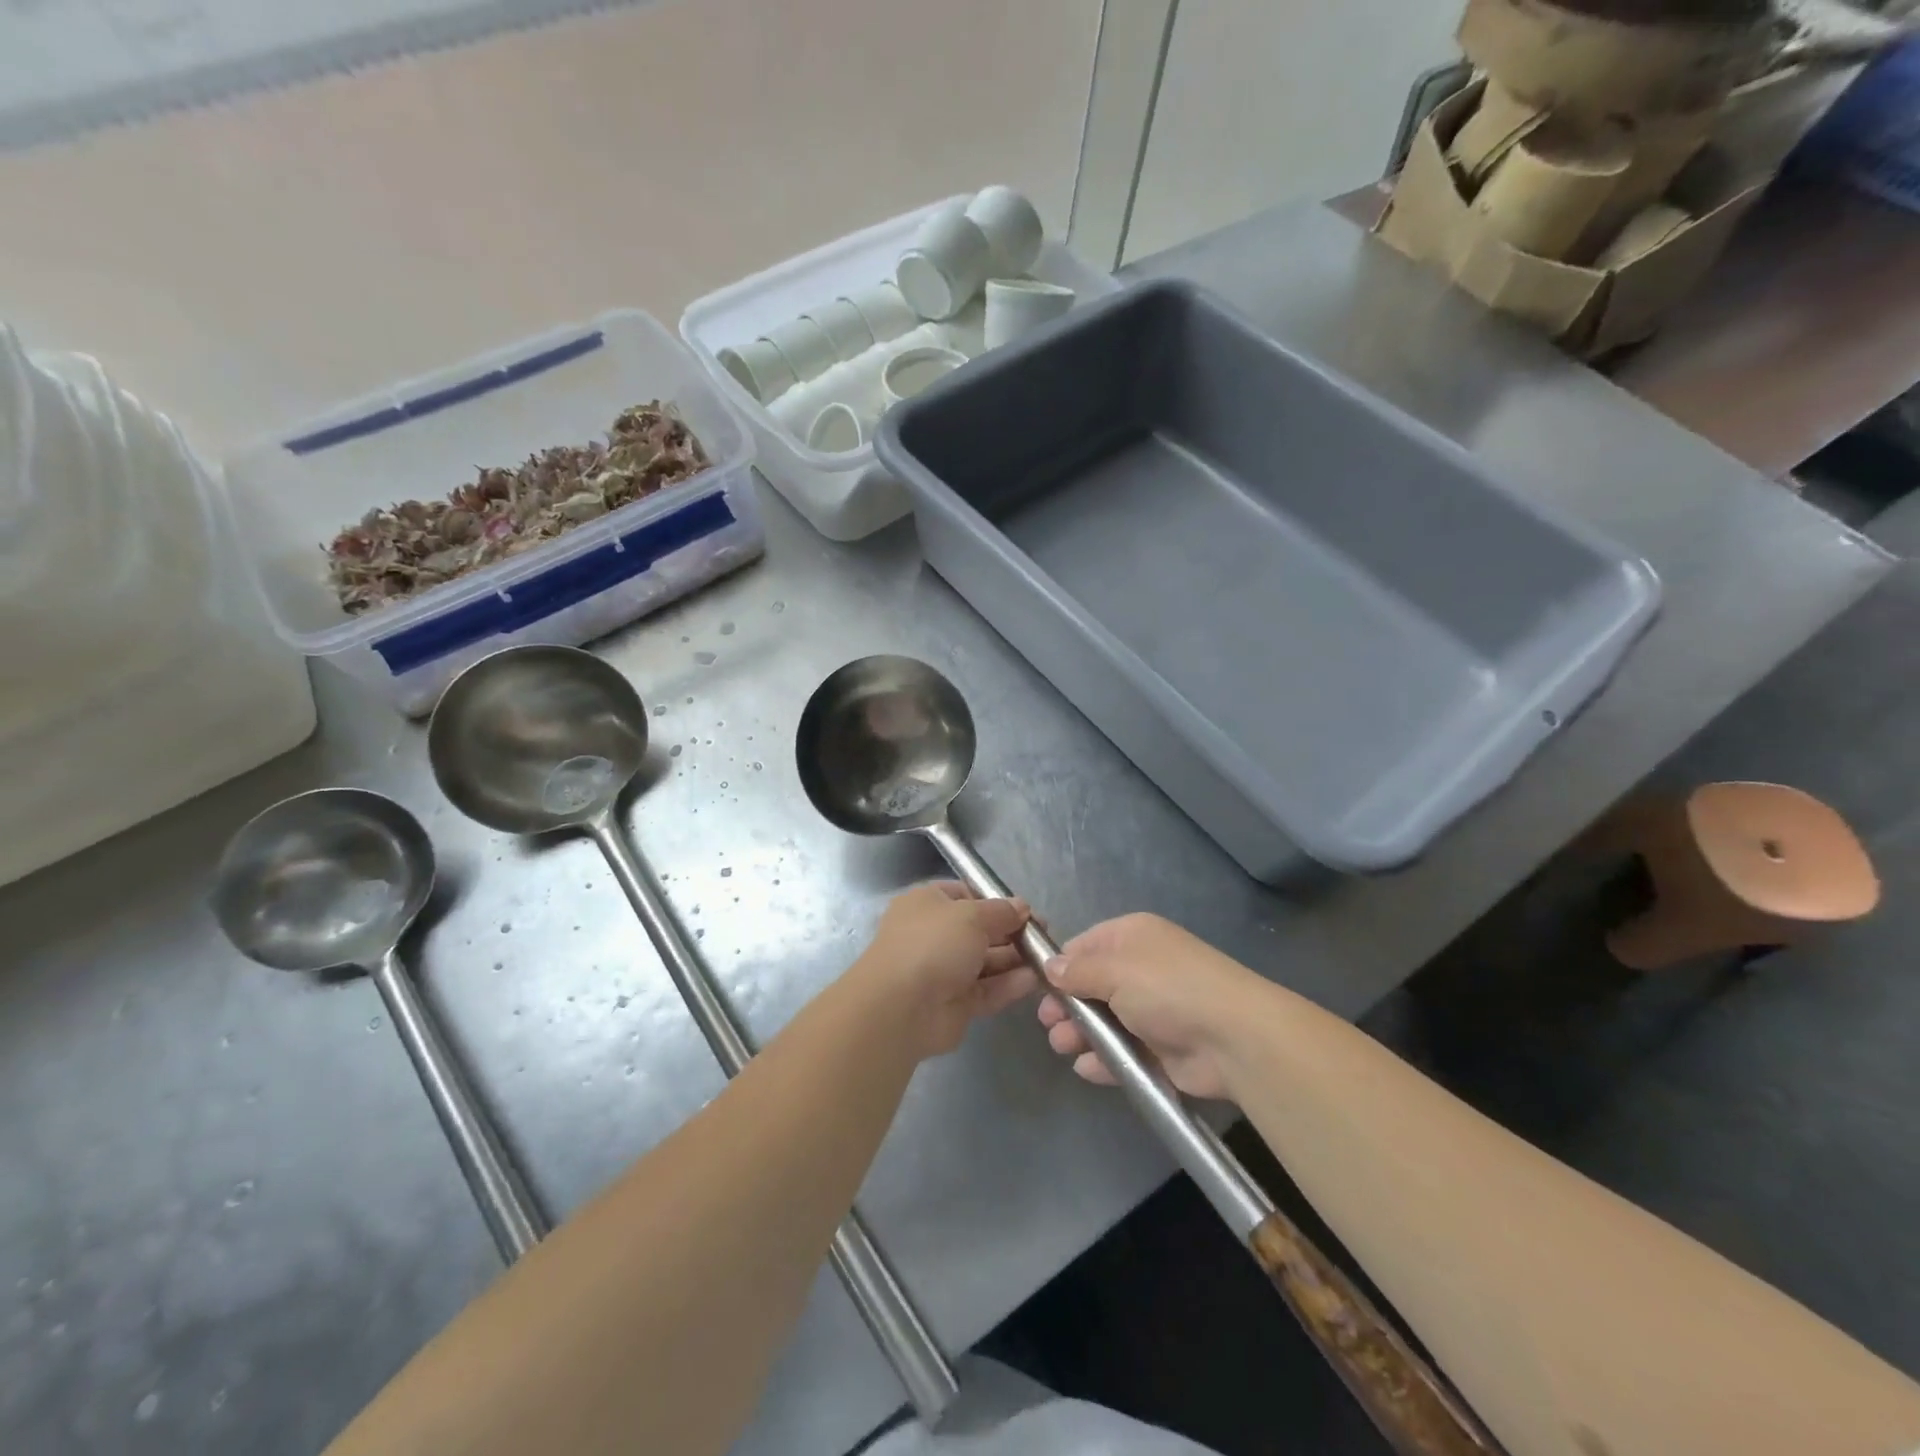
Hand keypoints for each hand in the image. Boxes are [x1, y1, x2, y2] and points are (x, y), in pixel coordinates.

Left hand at [851, 883, 1035, 1059]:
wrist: (900, 1008)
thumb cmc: (933, 944)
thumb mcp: (971, 914)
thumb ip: (1001, 911)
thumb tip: (1021, 907)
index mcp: (927, 904)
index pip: (965, 894)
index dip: (995, 900)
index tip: (1025, 909)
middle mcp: (934, 935)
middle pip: (979, 930)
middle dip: (1011, 931)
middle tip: (1045, 935)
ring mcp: (943, 971)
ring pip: (986, 962)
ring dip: (1015, 959)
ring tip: (1047, 958)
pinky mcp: (955, 1004)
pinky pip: (987, 990)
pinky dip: (1009, 984)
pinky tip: (1036, 980)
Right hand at [1037, 913, 1264, 1100]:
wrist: (1233, 1038)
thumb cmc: (1167, 989)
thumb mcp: (1114, 970)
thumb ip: (1077, 971)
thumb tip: (1050, 968)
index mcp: (1132, 937)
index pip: (1084, 945)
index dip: (1059, 966)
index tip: (1036, 987)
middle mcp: (1141, 969)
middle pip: (1091, 985)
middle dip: (1067, 1005)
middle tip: (1049, 1024)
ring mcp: (1152, 1009)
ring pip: (1104, 1020)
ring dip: (1081, 1033)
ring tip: (1063, 1046)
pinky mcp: (1161, 1048)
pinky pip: (1123, 1051)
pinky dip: (1104, 1060)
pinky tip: (1085, 1068)